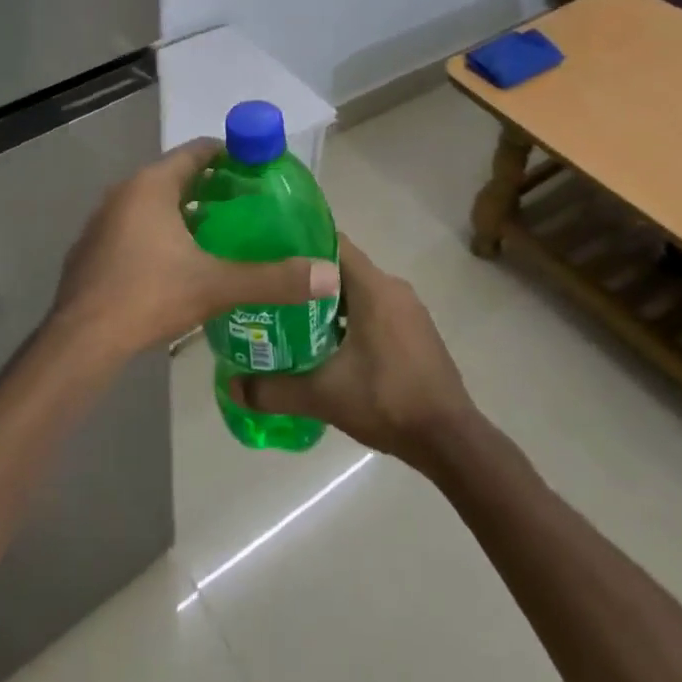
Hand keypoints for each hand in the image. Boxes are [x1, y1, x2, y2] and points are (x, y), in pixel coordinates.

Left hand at [49, 139, 338, 362]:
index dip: (230, 156)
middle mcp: (123, 193)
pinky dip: (158, 233)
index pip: (197, 151)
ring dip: (184, 212)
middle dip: (211, 188)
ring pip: (152, 204)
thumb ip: (273, 279)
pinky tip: (177, 264)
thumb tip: (329, 275)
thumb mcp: (217, 285)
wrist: (81, 342)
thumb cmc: (149, 296)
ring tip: (220, 234)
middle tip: (248, 207)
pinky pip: (133, 228)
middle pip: (175, 176)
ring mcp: (102, 221)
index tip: (258, 172)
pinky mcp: (92, 250)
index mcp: (151, 185)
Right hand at [232, 237, 476, 468]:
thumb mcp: (323, 395)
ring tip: (291, 321)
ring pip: (360, 292)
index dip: (299, 244)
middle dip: (307, 279)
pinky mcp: (416, 332)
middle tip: (272, 294)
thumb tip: (232, 387)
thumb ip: (274, 389)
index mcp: (374, 287)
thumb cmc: (387, 400)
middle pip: (342, 269)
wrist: (450, 439)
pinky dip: (351, 319)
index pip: (332, 243)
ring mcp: (409, 310)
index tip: (269, 255)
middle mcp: (393, 288)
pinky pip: (376, 311)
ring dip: (329, 304)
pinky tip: (329, 348)